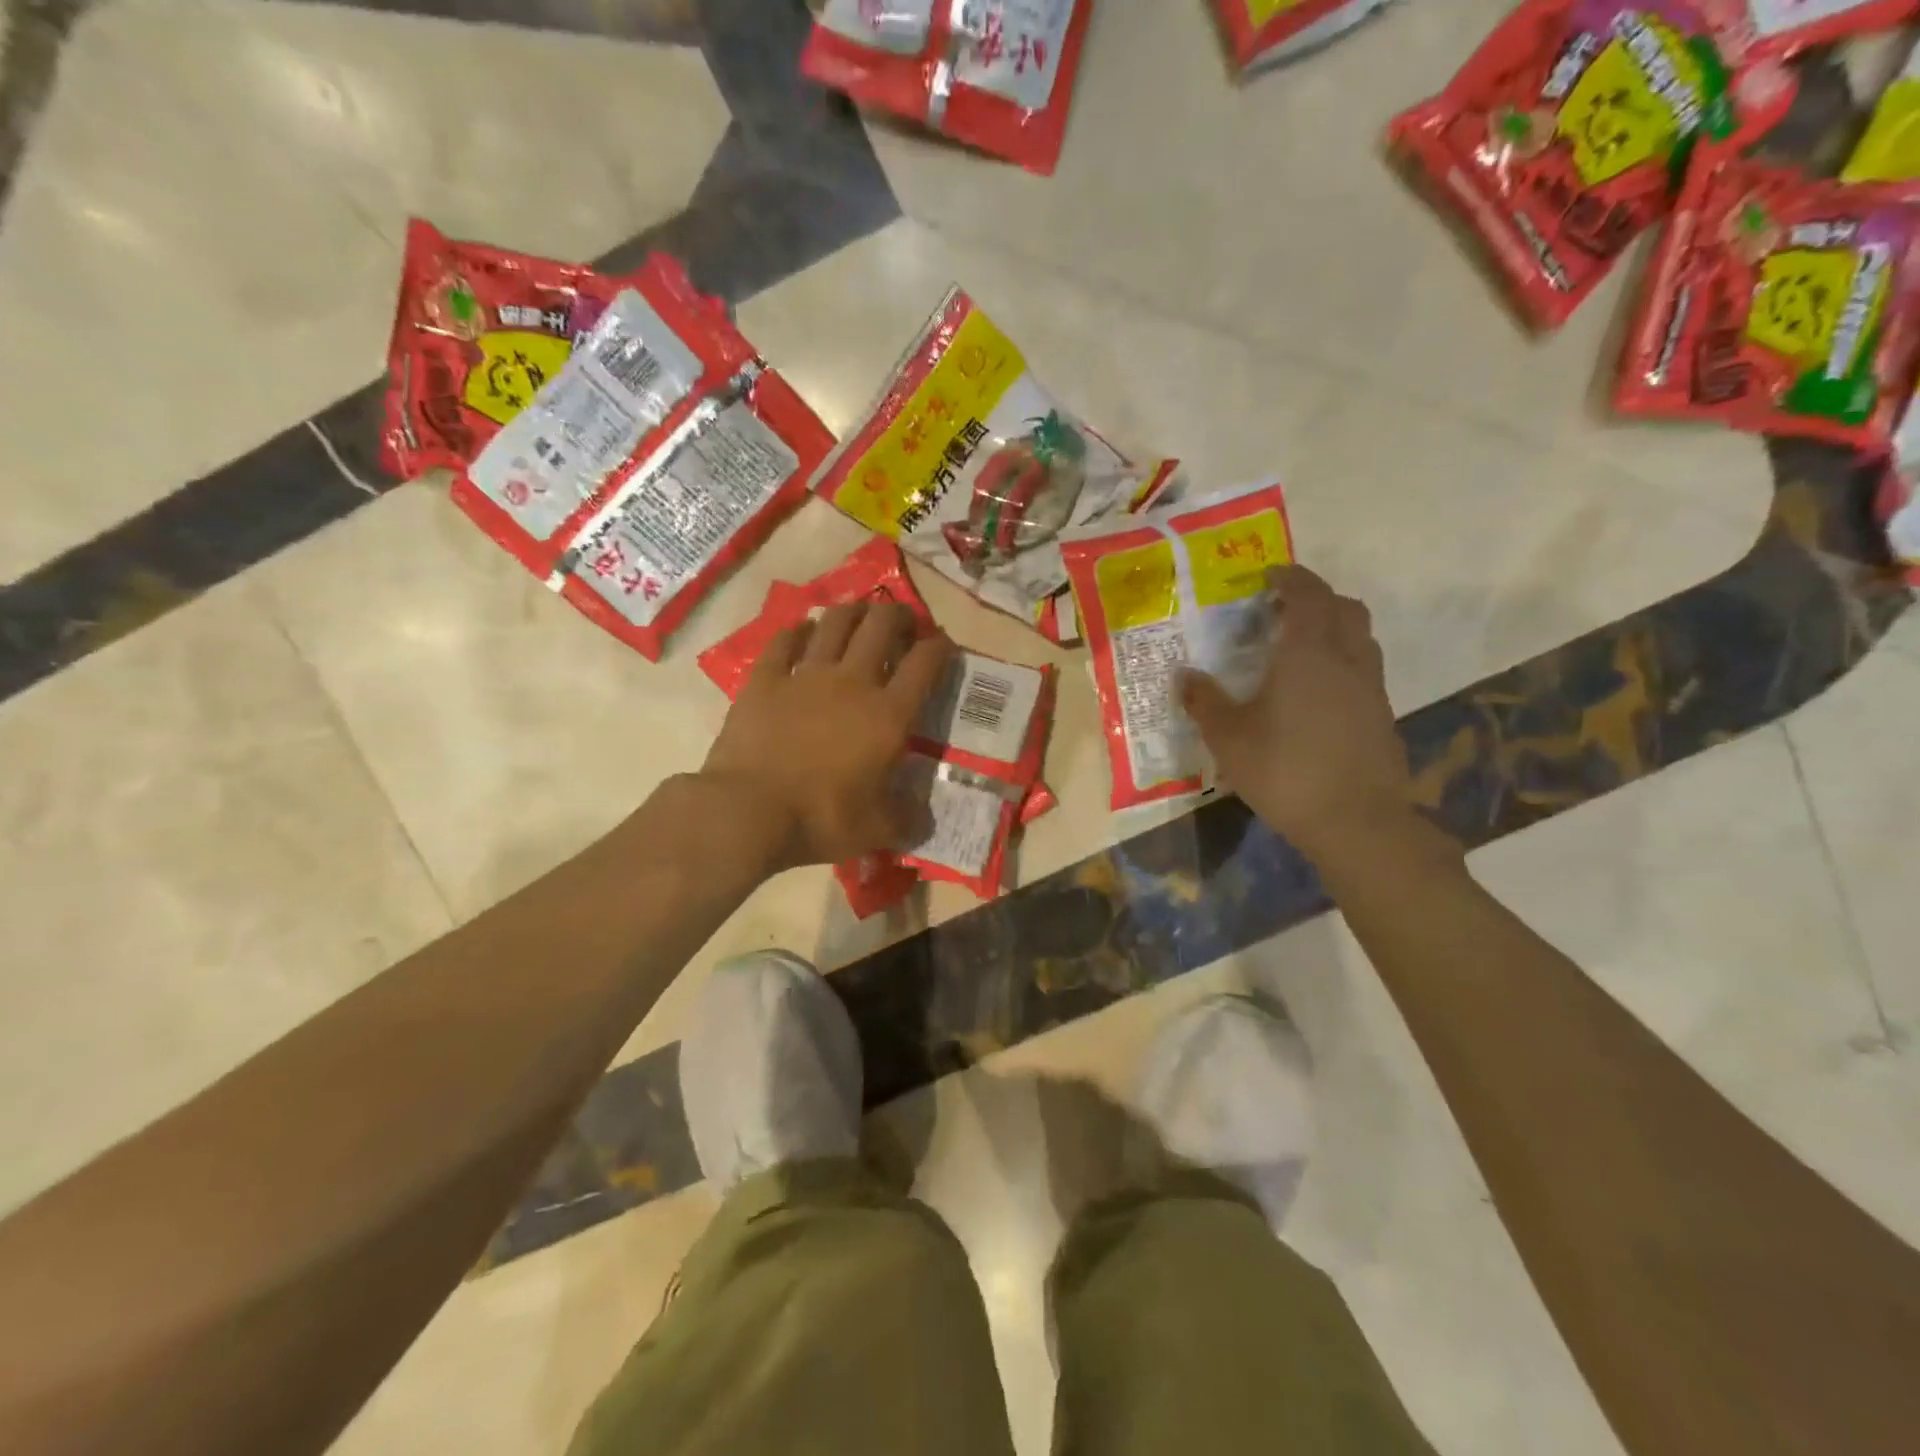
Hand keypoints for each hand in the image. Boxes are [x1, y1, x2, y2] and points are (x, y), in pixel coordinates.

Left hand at [700, 599, 952, 871]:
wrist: (749, 812)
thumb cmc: (822, 819)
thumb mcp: (877, 830)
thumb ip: (907, 819)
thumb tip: (923, 818)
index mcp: (889, 714)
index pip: (925, 664)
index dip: (940, 646)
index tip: (944, 644)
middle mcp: (852, 682)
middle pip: (881, 626)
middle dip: (898, 615)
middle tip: (902, 620)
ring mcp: (805, 675)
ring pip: (835, 623)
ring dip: (853, 612)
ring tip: (860, 614)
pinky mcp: (764, 679)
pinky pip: (784, 641)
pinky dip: (797, 631)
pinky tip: (803, 630)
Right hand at [1180, 565, 1417, 867]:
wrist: (1356, 821)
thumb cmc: (1284, 770)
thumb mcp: (1228, 738)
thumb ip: (1204, 702)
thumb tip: (1184, 675)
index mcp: (1308, 653)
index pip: (1307, 594)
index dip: (1289, 577)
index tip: (1268, 575)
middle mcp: (1347, 659)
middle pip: (1344, 608)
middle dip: (1316, 598)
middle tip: (1283, 609)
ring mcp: (1370, 688)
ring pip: (1360, 637)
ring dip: (1334, 628)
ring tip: (1300, 646)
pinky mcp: (1381, 715)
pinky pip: (1363, 669)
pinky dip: (1342, 661)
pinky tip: (1316, 692)